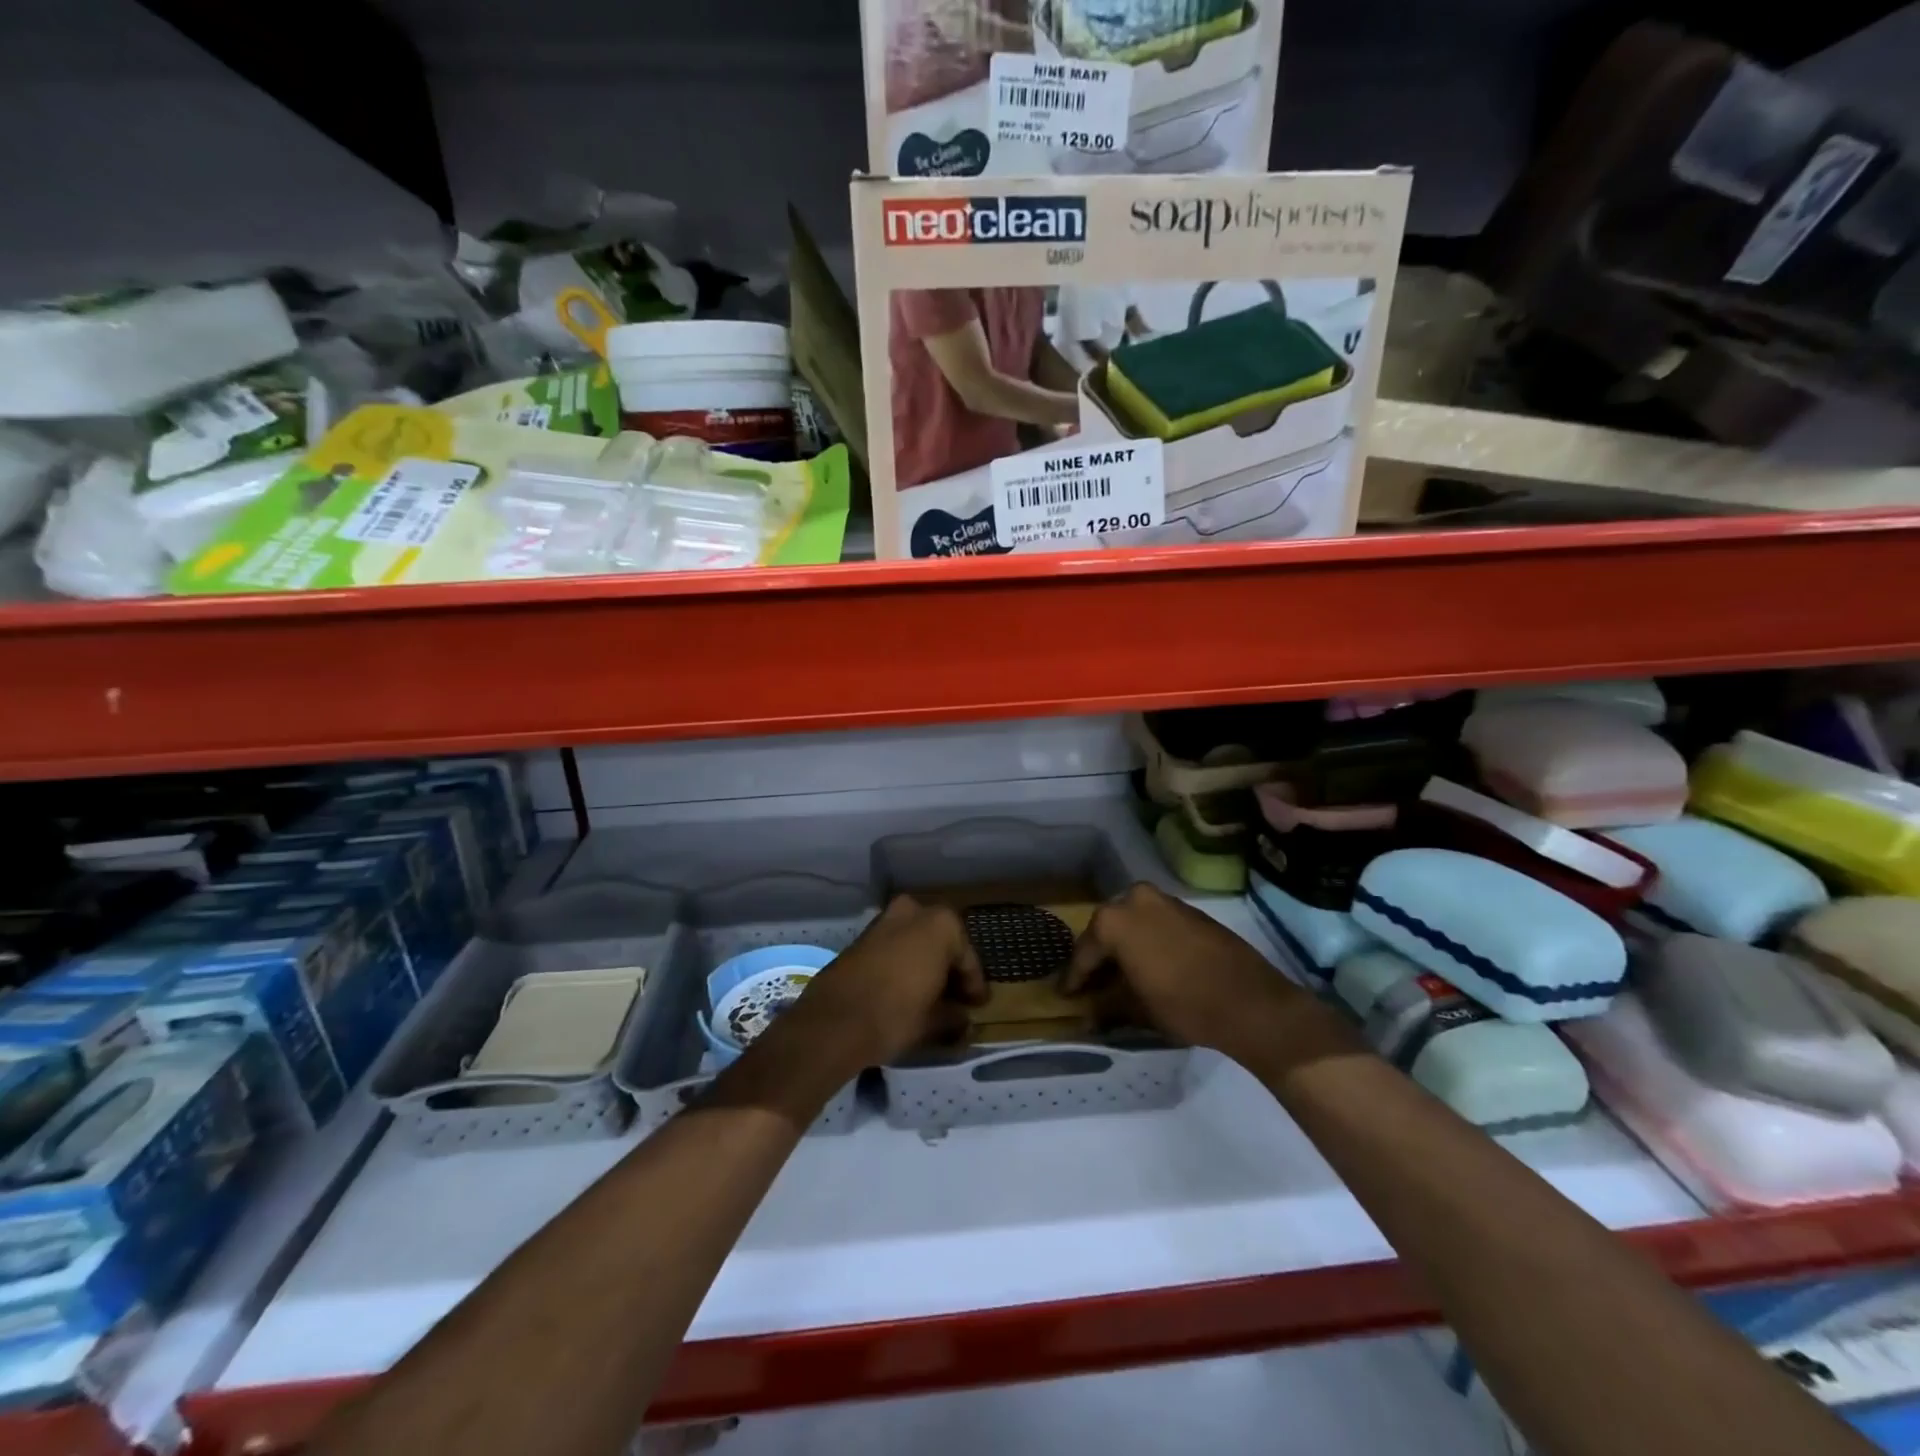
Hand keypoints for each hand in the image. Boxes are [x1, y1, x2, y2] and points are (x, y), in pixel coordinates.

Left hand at [782, 896, 987, 1068]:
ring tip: (931, 995)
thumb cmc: (895, 1014)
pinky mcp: (862, 936)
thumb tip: (964, 1020)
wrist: (833, 1021)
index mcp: (941, 924)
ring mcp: (885, 920)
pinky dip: (904, 963)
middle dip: (949, 968)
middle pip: (942, 943)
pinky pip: (894, 946)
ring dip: (925, 963)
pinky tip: (905, 989)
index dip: (974, 986)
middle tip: (956, 998)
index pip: (968, 959)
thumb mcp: (934, 1021)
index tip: (978, 1006)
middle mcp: (915, 911)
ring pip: (916, 941)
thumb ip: (955, 1016)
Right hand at [1065, 883, 1303, 1060]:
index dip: (1074, 978)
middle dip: (1100, 957)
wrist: (1251, 1002)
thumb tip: (1090, 1009)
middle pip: (1107, 930)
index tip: (1065, 996)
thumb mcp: (1137, 1009)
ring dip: (1125, 947)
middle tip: (1092, 985)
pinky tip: (1150, 965)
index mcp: (1114, 920)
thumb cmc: (1184, 1004)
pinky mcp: (1191, 911)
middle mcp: (1135, 899)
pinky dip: (1148, 942)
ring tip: (1121, 977)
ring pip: (1133, 923)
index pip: (1084, 952)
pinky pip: (1157, 924)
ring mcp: (1166, 901)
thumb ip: (1107, 1003)